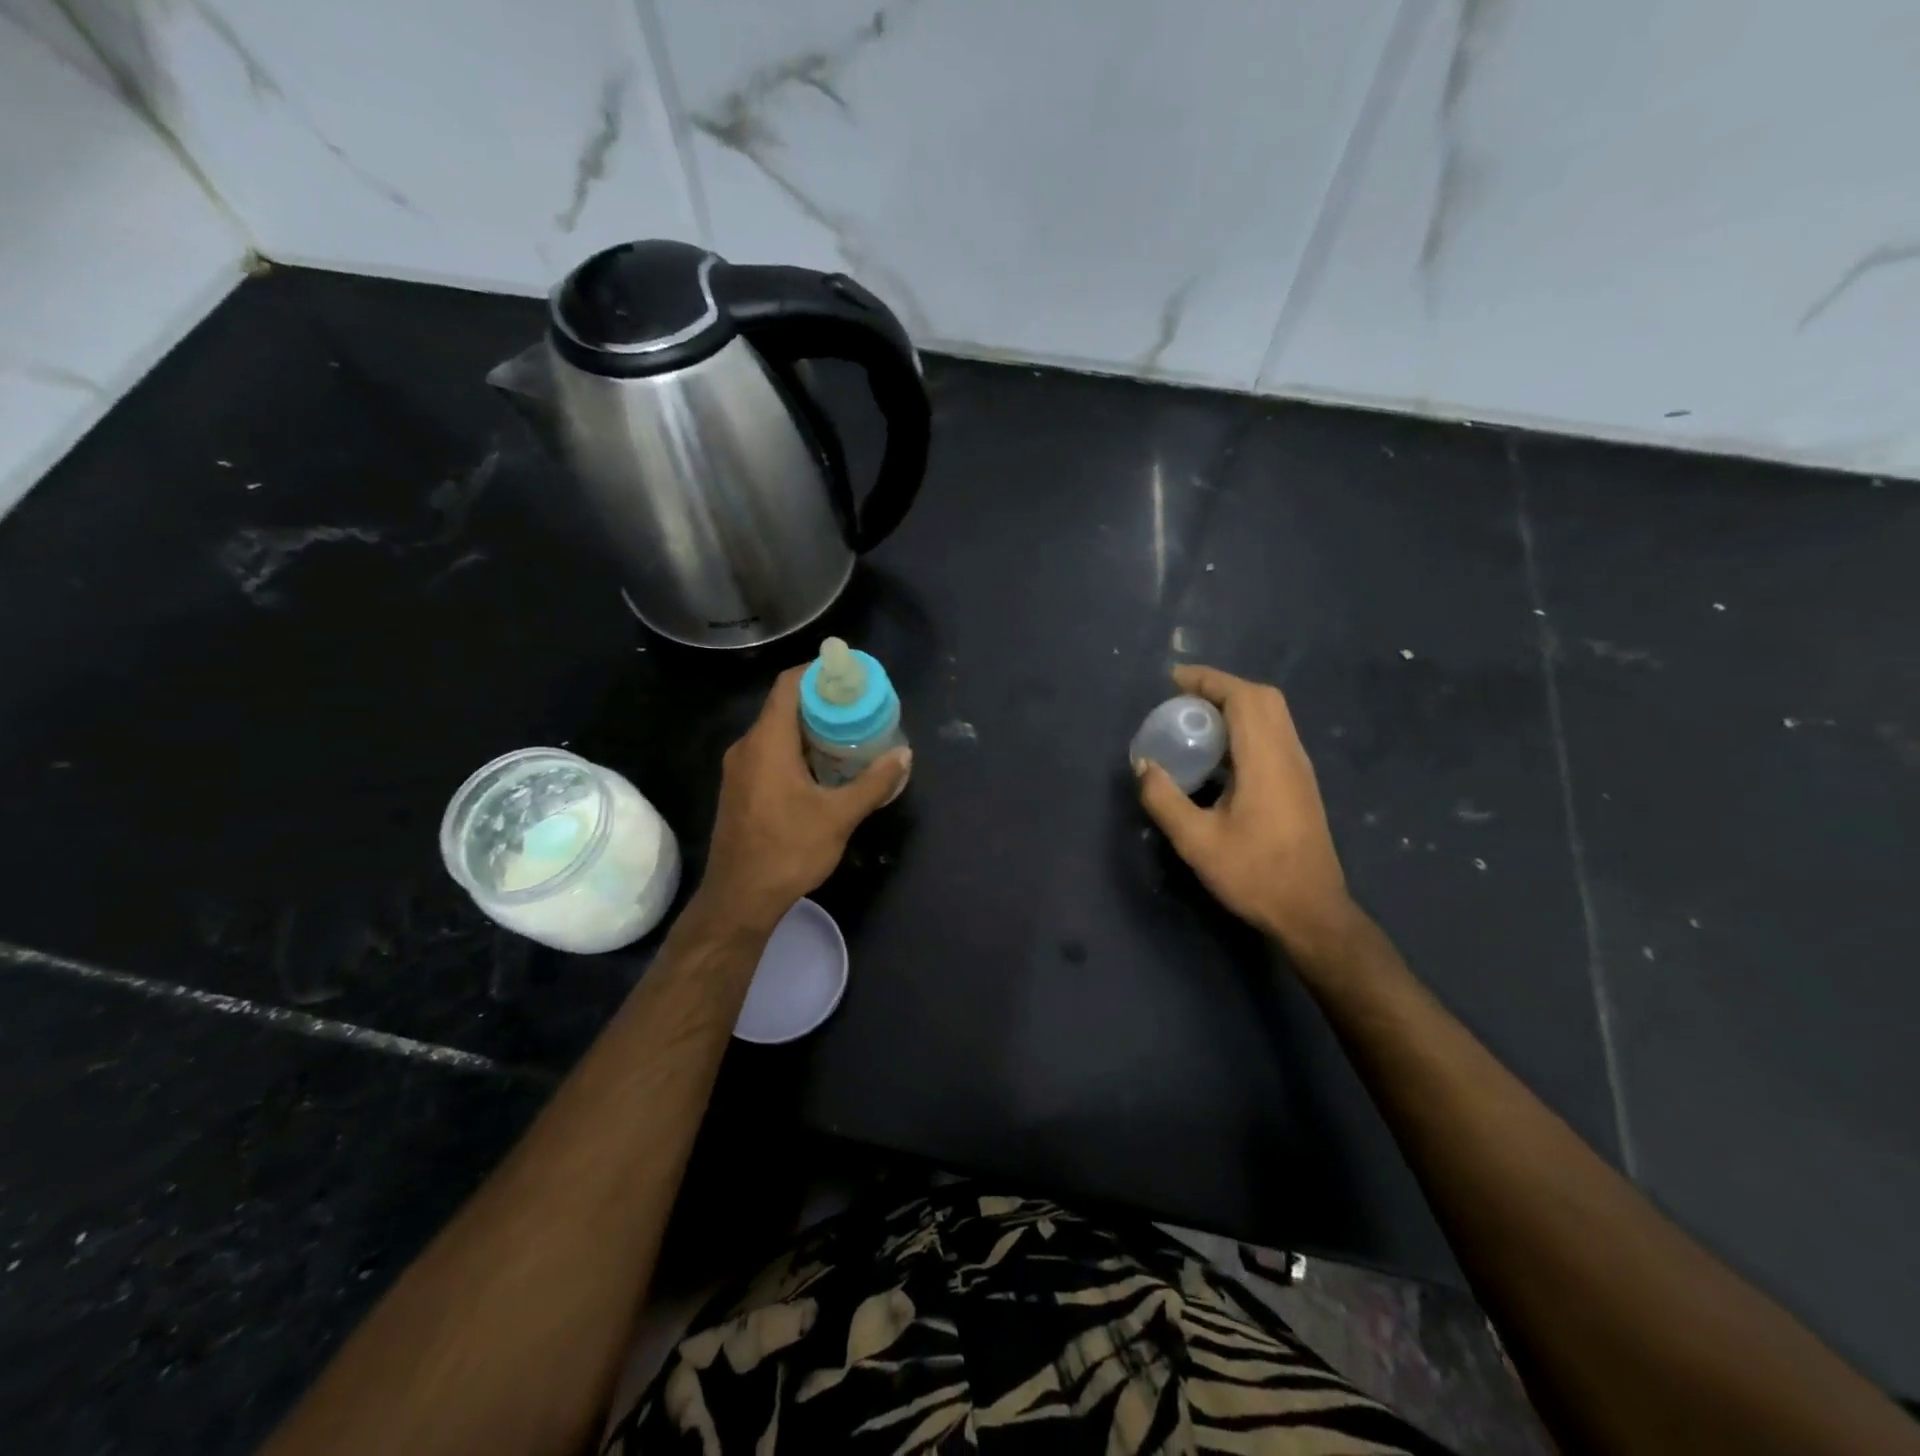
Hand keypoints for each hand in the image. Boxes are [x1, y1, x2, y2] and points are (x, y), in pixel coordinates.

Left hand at [698, 666, 910, 928]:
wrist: (739, 899)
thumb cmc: (788, 851)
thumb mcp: (839, 816)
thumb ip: (874, 782)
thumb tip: (904, 755)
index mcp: (767, 742)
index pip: (788, 685)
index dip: (818, 672)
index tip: (850, 675)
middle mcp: (747, 747)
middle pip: (784, 706)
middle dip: (822, 702)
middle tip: (859, 708)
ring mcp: (739, 769)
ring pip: (777, 731)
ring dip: (811, 728)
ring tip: (849, 735)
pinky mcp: (740, 789)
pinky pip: (769, 753)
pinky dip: (797, 749)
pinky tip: (824, 768)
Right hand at [1136, 664, 1353, 952]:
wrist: (1311, 912)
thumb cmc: (1254, 874)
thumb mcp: (1196, 841)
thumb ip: (1164, 799)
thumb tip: (1143, 764)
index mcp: (1266, 760)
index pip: (1244, 698)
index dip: (1209, 680)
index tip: (1174, 680)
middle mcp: (1289, 754)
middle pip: (1263, 698)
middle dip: (1222, 688)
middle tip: (1184, 699)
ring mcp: (1299, 769)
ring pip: (1272, 716)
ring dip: (1235, 707)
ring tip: (1196, 721)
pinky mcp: (1300, 784)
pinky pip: (1273, 736)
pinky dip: (1245, 728)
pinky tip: (1218, 756)